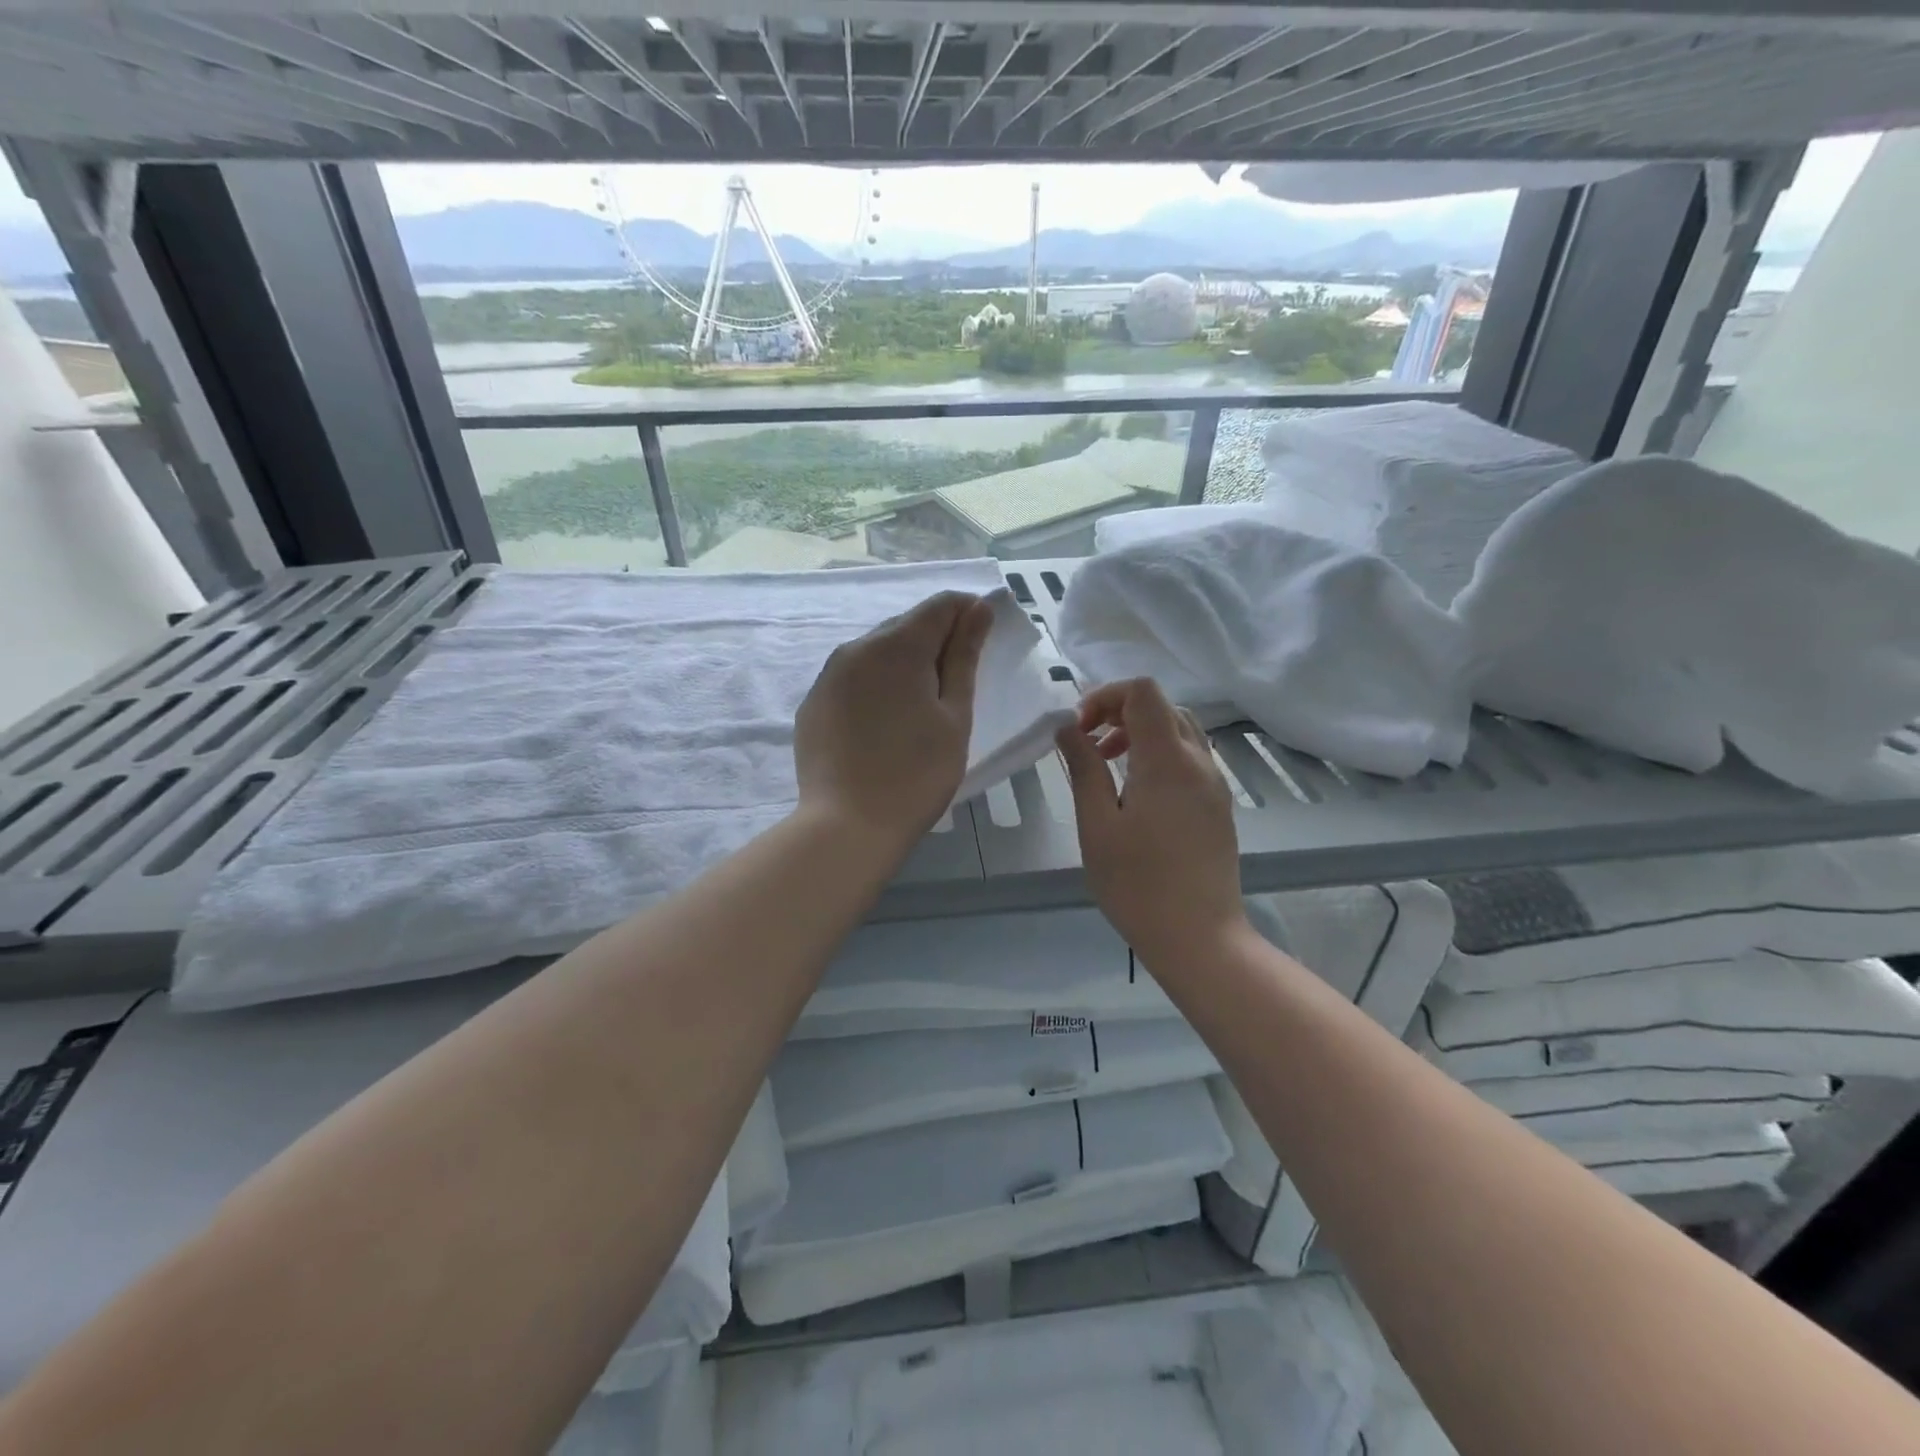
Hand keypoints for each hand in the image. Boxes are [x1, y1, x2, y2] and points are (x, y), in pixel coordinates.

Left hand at [794, 591, 993, 851]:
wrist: (847, 826)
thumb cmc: (917, 773)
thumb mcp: (954, 715)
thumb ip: (964, 657)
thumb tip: (977, 609)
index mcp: (897, 646)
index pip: (940, 606)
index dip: (967, 614)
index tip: (983, 639)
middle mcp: (856, 648)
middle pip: (905, 627)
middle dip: (935, 642)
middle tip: (956, 684)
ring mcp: (828, 676)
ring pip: (876, 653)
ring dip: (903, 665)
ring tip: (920, 707)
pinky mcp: (813, 704)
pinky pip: (852, 679)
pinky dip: (875, 687)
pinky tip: (884, 724)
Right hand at [1055, 678, 1248, 971]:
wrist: (1200, 938)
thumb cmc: (1138, 884)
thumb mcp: (1097, 825)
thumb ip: (1083, 768)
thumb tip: (1067, 728)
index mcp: (1167, 759)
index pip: (1143, 691)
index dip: (1106, 696)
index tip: (1079, 730)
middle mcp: (1198, 761)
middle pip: (1162, 706)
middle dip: (1120, 712)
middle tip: (1089, 746)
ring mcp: (1214, 784)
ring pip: (1180, 731)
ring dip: (1141, 733)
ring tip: (1109, 766)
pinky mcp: (1219, 806)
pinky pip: (1190, 759)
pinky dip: (1160, 755)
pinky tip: (1137, 793)